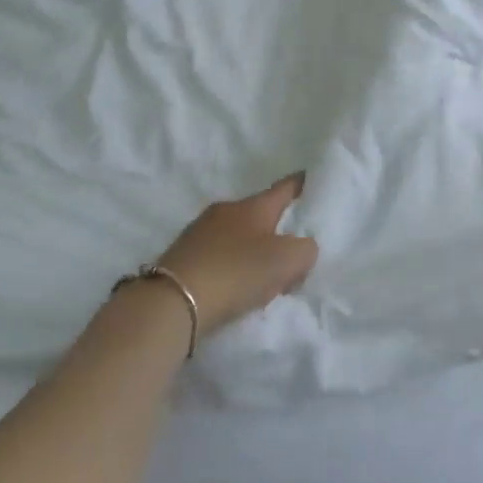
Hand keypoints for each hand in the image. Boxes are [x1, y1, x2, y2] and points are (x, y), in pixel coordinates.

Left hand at [153, 174, 319, 334]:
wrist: (171, 303)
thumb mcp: (289, 260)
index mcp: (254, 205)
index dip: (301, 184)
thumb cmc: (237, 271)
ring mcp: (199, 232)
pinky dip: (230, 266)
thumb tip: (300, 250)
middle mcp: (226, 210)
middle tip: (291, 250)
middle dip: (276, 228)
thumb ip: (306, 250)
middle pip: (260, 214)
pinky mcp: (181, 257)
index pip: (285, 187)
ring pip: (237, 235)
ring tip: (263, 277)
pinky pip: (217, 256)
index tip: (310, 179)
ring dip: (251, 250)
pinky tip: (234, 287)